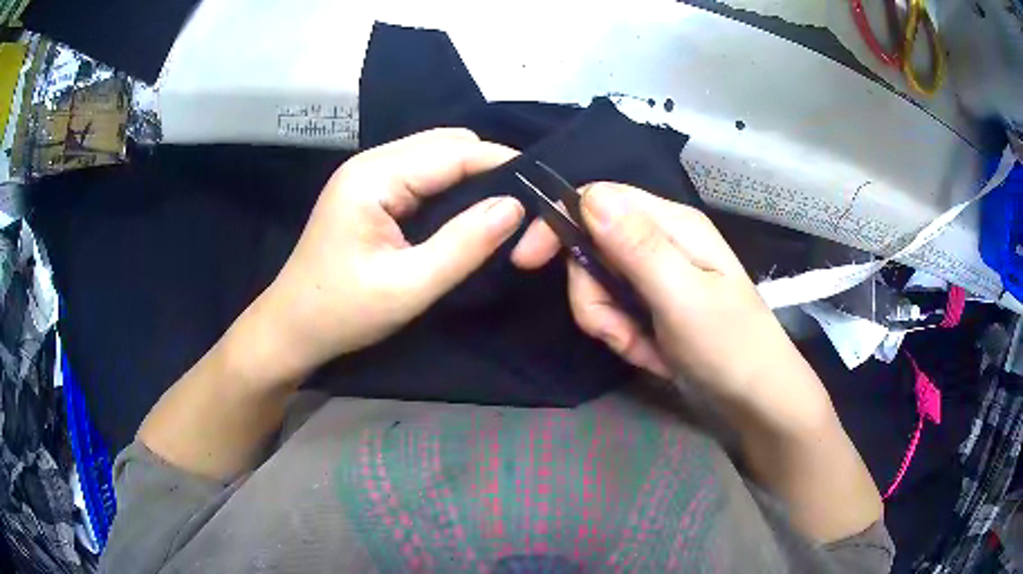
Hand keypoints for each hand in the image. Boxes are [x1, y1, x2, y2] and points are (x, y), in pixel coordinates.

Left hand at [256, 129, 523, 379]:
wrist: (291, 328)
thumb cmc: (343, 312)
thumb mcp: (409, 286)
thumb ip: (465, 244)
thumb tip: (515, 206)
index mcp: (373, 177)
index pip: (453, 151)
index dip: (501, 163)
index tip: (541, 186)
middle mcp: (370, 163)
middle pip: (445, 144)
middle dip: (488, 166)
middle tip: (523, 204)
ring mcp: (366, 174)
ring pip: (434, 155)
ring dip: (470, 175)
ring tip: (503, 206)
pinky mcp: (368, 191)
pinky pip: (420, 174)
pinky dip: (450, 186)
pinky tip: (466, 210)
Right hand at [512, 183, 805, 399]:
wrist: (756, 397)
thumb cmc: (729, 346)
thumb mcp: (683, 297)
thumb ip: (636, 246)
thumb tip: (588, 196)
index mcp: (672, 224)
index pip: (597, 199)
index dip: (559, 224)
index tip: (529, 262)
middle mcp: (661, 240)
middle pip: (591, 248)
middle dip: (593, 296)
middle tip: (620, 333)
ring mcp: (658, 274)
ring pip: (600, 285)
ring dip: (610, 323)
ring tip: (645, 349)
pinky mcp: (655, 303)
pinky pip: (616, 310)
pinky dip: (625, 336)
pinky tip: (654, 354)